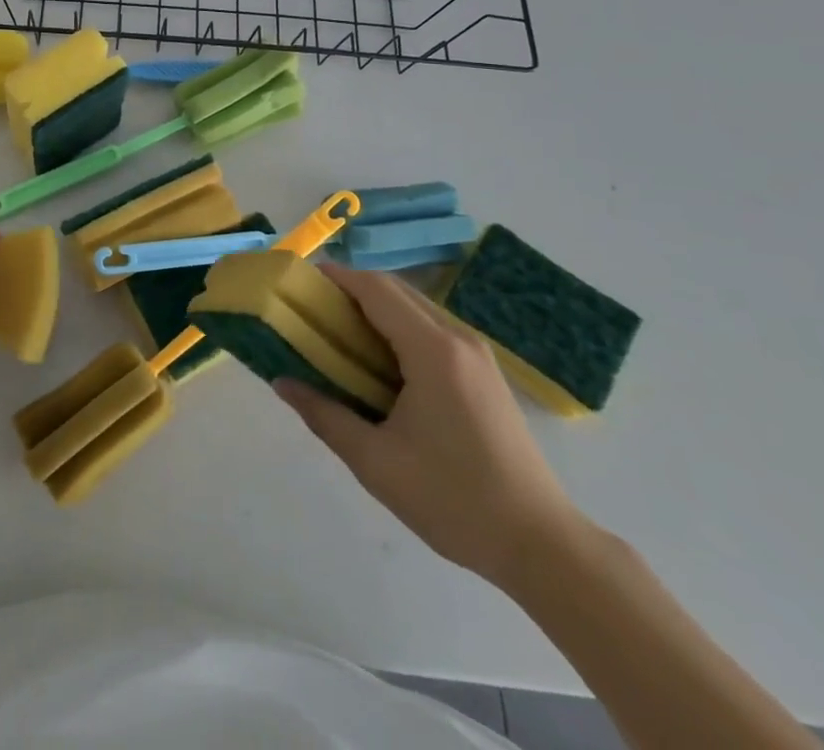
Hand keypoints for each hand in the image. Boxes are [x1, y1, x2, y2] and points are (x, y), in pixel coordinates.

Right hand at [275, 264, 586, 588]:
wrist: (542, 545)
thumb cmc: (453, 500)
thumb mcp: (375, 463)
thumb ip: (324, 415)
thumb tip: (281, 382)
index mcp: (432, 350)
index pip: (375, 289)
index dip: (336, 277)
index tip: (300, 283)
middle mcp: (458, 338)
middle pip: (396, 289)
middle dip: (351, 289)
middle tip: (312, 310)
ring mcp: (477, 354)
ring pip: (416, 307)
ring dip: (375, 308)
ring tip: (338, 334)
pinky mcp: (485, 373)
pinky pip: (432, 329)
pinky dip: (398, 328)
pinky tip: (380, 362)